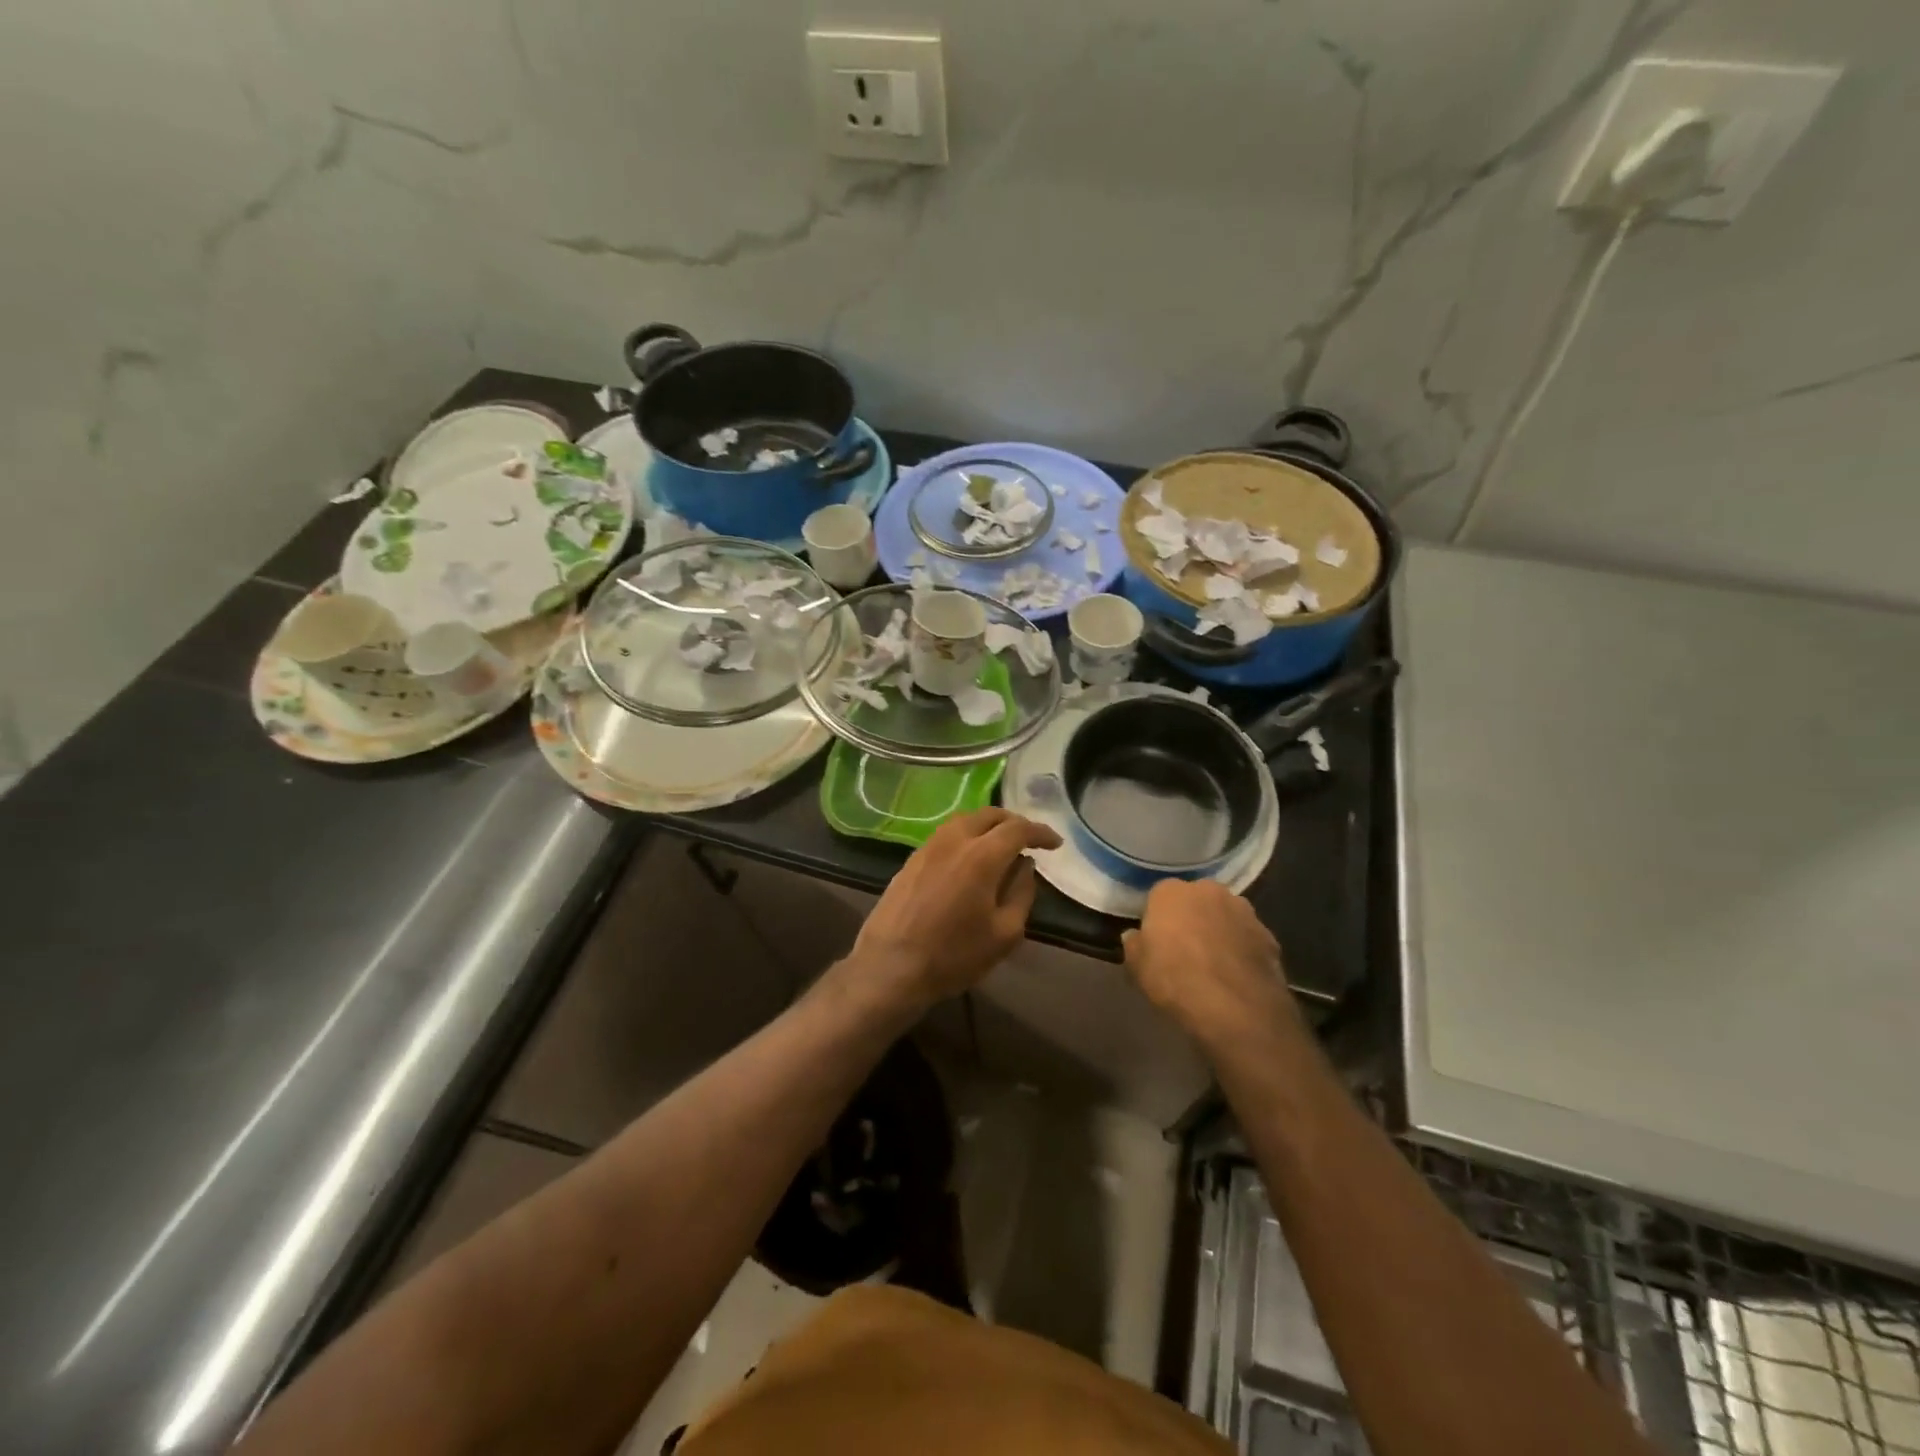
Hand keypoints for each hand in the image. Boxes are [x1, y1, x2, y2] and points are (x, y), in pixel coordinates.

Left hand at [848, 808, 1062, 1010]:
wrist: (890, 967)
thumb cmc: (954, 955)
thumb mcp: (1004, 933)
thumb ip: (1022, 893)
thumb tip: (1025, 866)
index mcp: (981, 855)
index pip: (1018, 829)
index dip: (1040, 832)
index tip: (1055, 844)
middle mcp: (954, 840)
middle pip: (989, 815)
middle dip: (1014, 822)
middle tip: (1029, 840)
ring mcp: (928, 846)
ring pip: (965, 820)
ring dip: (988, 826)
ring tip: (1001, 845)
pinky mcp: (912, 859)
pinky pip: (946, 834)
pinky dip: (966, 836)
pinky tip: (970, 857)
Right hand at [1123, 880, 1296, 1049]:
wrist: (1236, 1010)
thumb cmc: (1175, 981)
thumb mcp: (1136, 967)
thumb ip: (1134, 945)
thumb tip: (1135, 936)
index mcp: (1172, 892)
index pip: (1159, 896)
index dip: (1157, 919)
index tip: (1155, 941)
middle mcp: (1209, 891)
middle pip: (1195, 900)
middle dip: (1190, 918)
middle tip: (1183, 949)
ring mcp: (1244, 911)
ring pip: (1224, 916)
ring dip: (1219, 932)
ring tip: (1213, 965)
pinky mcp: (1269, 936)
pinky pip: (1247, 939)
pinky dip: (1241, 951)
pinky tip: (1236, 977)